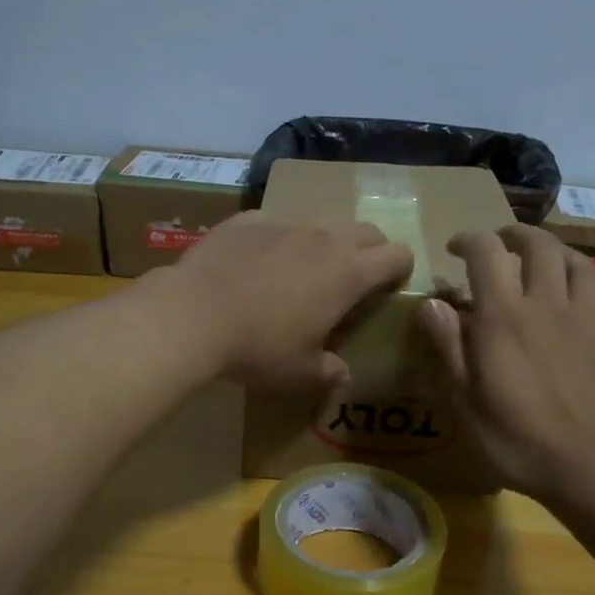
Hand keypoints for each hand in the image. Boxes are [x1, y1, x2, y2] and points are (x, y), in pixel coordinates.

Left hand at [152, 212, 413, 390]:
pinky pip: (274, 223)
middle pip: (366, 231)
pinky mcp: (247, 220)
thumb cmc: (259, 348)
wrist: (193, 315)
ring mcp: (284, 223)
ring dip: (324, 244)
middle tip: (354, 281)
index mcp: (348, 273)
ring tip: (302, 273)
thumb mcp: (299, 372)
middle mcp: (323, 238)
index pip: (397, 255)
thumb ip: (328, 371)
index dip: (401, 270)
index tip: (390, 288)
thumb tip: (342, 374)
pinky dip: (277, 240)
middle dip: (370, 251)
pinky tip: (255, 265)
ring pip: (320, 222)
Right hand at [419, 224, 594, 498]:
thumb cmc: (517, 440)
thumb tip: (431, 302)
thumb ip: (448, 346)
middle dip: (513, 235)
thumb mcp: (465, 401)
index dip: (468, 240)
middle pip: (537, 245)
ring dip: (552, 251)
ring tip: (537, 261)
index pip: (487, 252)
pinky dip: (581, 281)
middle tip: (498, 245)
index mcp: (505, 317)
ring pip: (575, 260)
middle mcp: (547, 304)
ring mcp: (586, 318)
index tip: (454, 249)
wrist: (593, 467)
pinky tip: (573, 297)